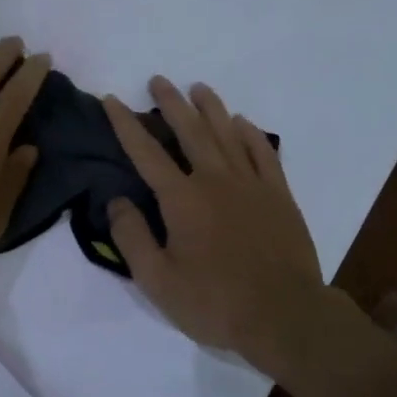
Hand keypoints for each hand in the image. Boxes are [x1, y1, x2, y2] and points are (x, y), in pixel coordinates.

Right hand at [102, 78, 331, 372]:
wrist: (284, 316)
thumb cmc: (214, 303)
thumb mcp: (157, 281)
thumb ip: (132, 237)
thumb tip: (116, 199)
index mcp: (182, 199)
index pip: (146, 152)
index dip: (126, 123)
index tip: (112, 99)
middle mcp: (215, 180)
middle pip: (190, 131)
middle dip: (171, 103)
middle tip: (158, 80)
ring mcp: (251, 185)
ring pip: (227, 134)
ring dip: (211, 108)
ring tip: (198, 88)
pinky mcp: (279, 196)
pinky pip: (263, 153)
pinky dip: (250, 134)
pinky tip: (242, 123)